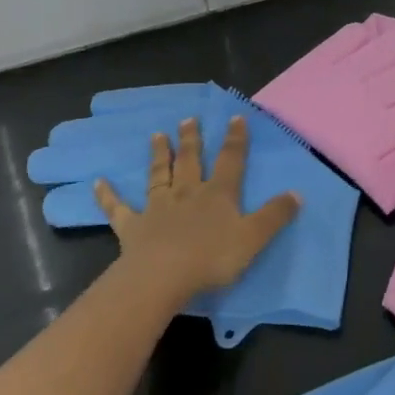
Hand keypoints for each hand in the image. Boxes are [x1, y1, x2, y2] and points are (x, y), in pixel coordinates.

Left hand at [94, 115, 299, 306]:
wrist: (163, 277)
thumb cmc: (212, 258)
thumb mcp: (253, 238)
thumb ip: (274, 216)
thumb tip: (297, 193)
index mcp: (218, 194)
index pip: (231, 161)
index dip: (235, 139)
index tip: (235, 117)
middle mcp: (187, 193)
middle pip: (190, 161)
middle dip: (192, 139)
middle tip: (188, 119)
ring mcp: (157, 208)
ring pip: (159, 175)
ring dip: (158, 155)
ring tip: (156, 135)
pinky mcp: (132, 227)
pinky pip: (118, 208)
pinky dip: (108, 195)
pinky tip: (98, 182)